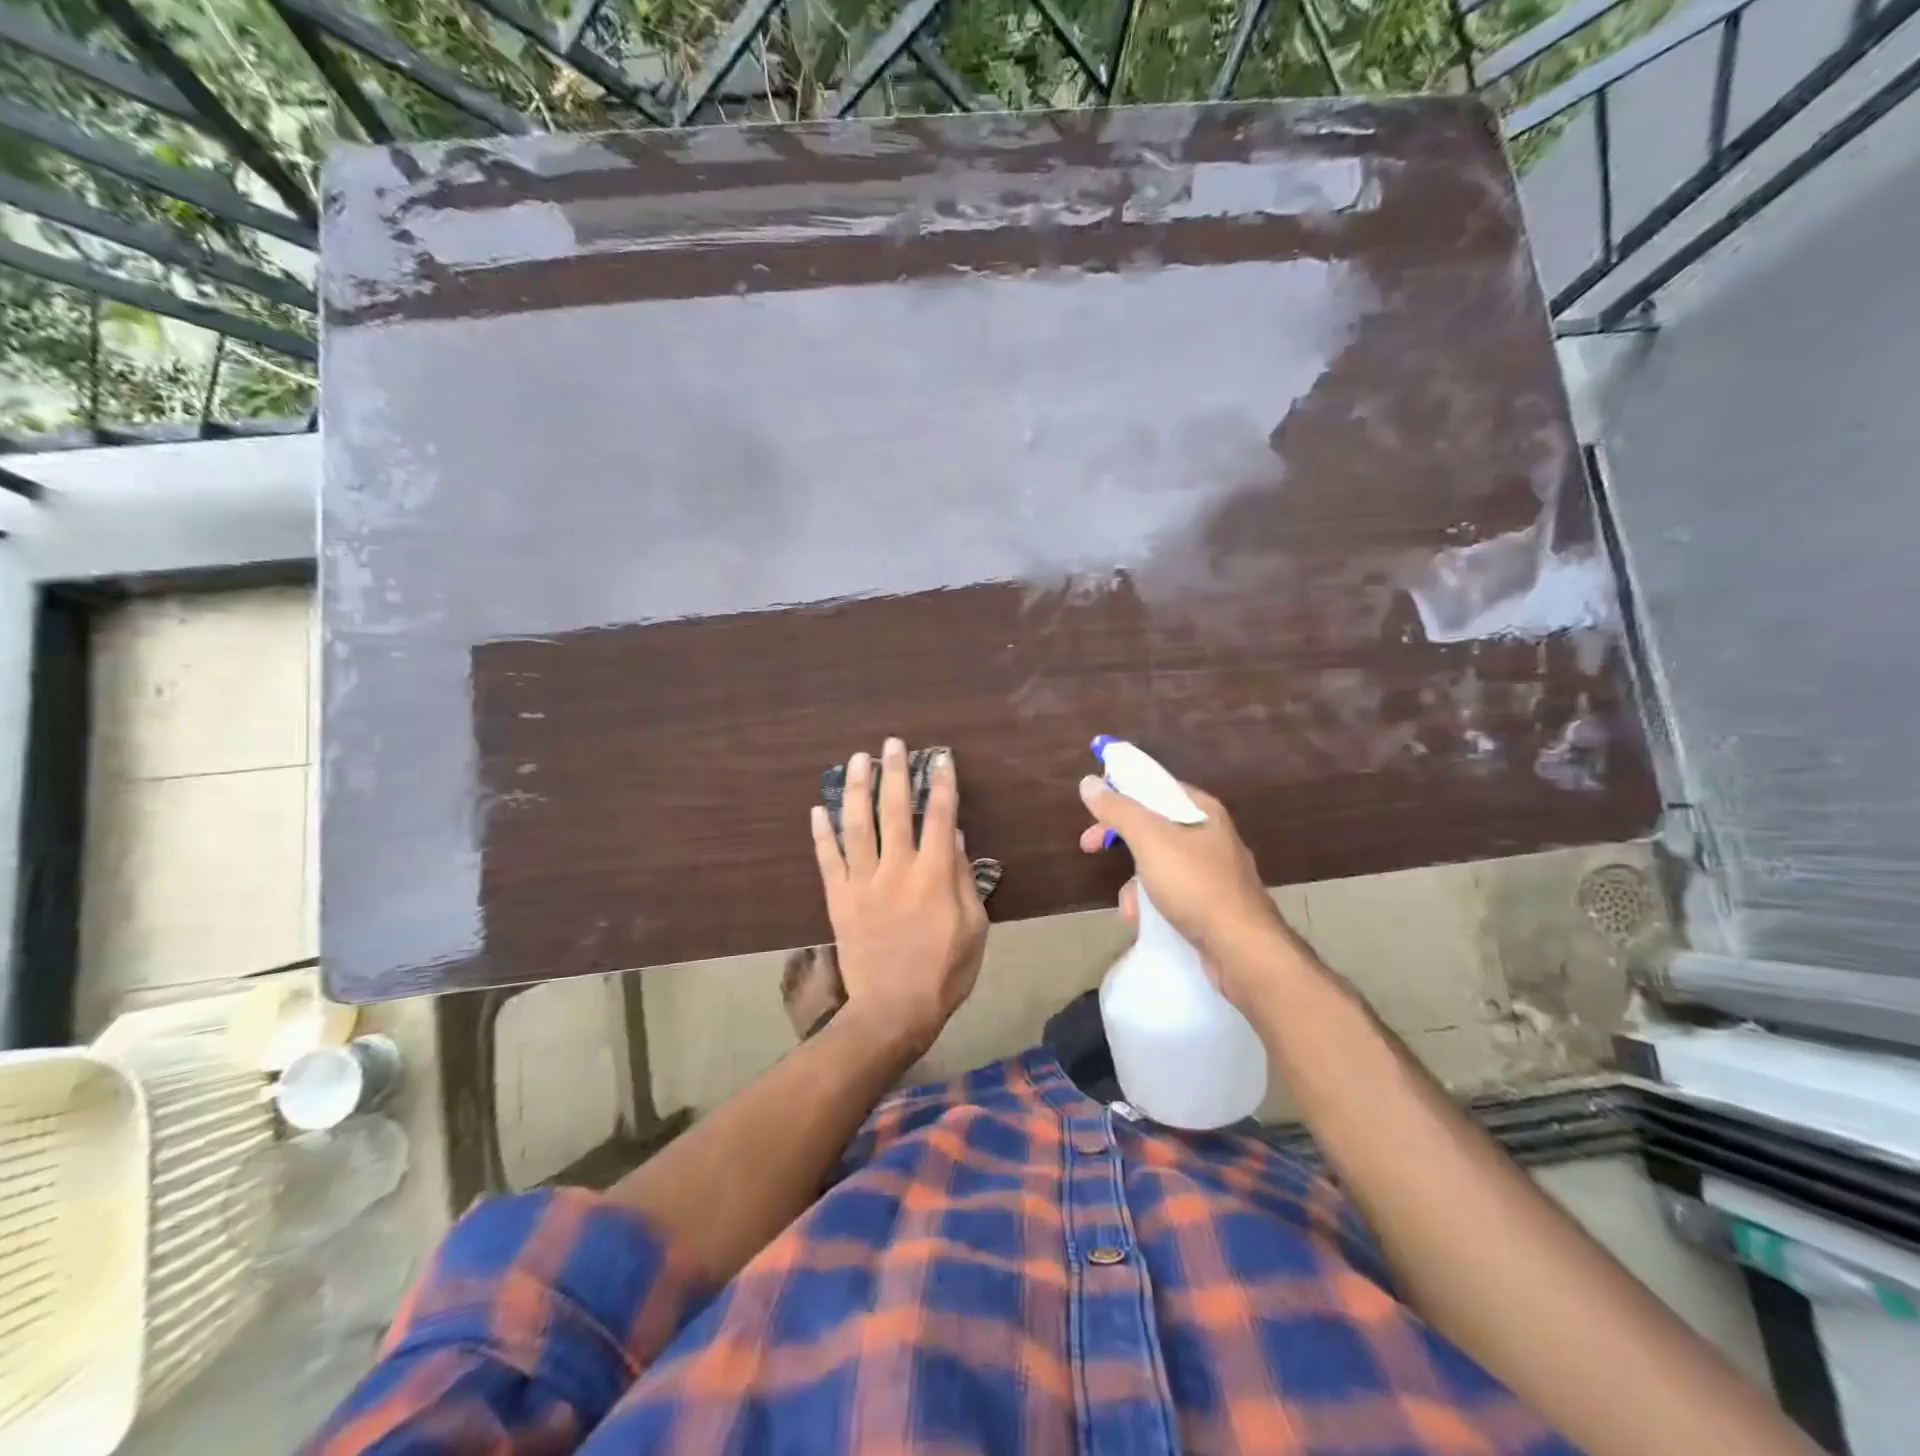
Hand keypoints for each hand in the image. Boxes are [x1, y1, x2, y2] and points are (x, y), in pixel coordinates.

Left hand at [811, 739, 987, 1052]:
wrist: (894, 1009)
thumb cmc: (944, 970)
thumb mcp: (974, 926)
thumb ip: (962, 877)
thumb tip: (952, 834)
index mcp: (933, 873)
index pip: (939, 815)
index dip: (941, 783)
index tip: (940, 758)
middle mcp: (896, 867)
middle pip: (895, 808)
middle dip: (895, 771)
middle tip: (892, 743)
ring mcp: (863, 881)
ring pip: (857, 824)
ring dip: (856, 787)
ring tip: (857, 758)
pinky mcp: (839, 898)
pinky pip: (828, 858)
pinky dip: (821, 832)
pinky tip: (817, 808)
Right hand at [1077, 775, 1293, 1000]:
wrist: (1243, 949)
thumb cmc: (1195, 885)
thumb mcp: (1150, 840)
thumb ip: (1119, 810)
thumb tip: (1089, 782)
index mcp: (1203, 810)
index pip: (1156, 787)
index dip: (1121, 793)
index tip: (1094, 809)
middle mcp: (1211, 835)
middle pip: (1155, 825)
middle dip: (1121, 839)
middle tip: (1089, 846)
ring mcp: (1215, 872)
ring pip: (1161, 862)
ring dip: (1136, 880)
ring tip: (1128, 905)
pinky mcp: (1214, 904)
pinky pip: (1173, 891)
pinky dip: (1153, 901)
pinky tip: (1143, 920)